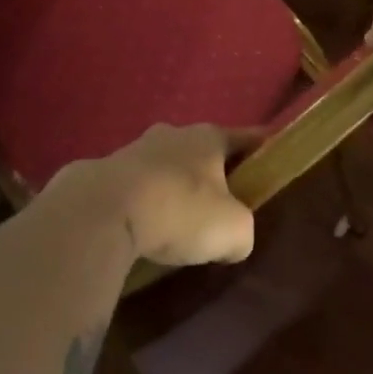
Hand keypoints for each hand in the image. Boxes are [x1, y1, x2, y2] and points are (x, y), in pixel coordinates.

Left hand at [58, 123, 259, 266]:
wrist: (102, 212)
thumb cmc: (180, 210)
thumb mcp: (233, 230)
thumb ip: (243, 231)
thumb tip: (234, 239)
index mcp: (207, 136)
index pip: (244, 137)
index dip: (260, 148)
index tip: (270, 159)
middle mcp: (172, 134)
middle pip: (201, 151)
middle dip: (211, 173)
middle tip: (221, 204)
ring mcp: (133, 149)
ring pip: (165, 167)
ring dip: (173, 188)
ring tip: (178, 222)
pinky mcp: (103, 173)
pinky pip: (135, 188)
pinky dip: (143, 204)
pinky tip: (144, 229)